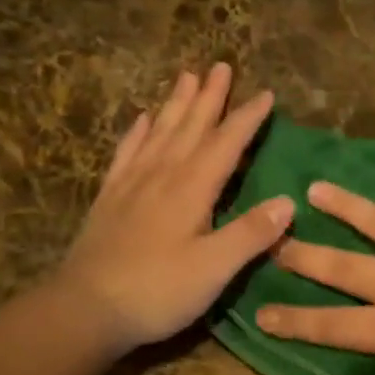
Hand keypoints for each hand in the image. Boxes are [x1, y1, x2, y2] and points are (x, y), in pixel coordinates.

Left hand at [56, 65, 291, 354]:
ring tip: (186, 76)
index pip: (225, 144)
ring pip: (160, 133)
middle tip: (220, 65)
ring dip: (176, 104)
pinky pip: (127, 153)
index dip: (246, 119)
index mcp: (191, 189)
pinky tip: (143, 119)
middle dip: (209, 97)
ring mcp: (131, 185)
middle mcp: (162, 176)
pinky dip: (138, 132)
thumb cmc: (157, 291)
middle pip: (190, 127)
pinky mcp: (110, 199)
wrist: (85, 308)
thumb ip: (251, 234)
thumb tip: (289, 201)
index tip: (265, 94)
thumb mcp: (214, 268)